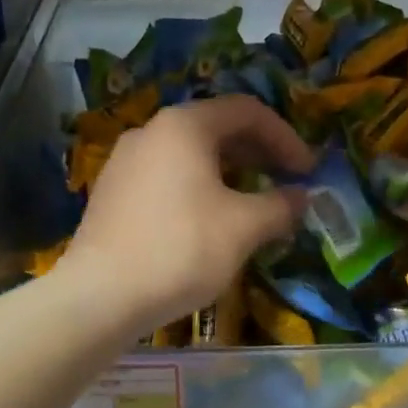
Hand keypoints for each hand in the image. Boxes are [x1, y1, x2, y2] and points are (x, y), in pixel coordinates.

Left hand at [61, 95, 313, 334]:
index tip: (307, 170)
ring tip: (253, 201)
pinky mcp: (113, 190)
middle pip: (217, 127)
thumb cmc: (180, 249)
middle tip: (286, 181)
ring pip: (191, 153)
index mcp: (184, 125)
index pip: (247, 111)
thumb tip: (301, 197)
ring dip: (230, 170)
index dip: (285, 137)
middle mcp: (152, 130)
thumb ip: (280, 205)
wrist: (99, 296)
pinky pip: (168, 174)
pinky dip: (199, 186)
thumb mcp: (243, 227)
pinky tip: (210, 219)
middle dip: (258, 152)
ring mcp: (126, 160)